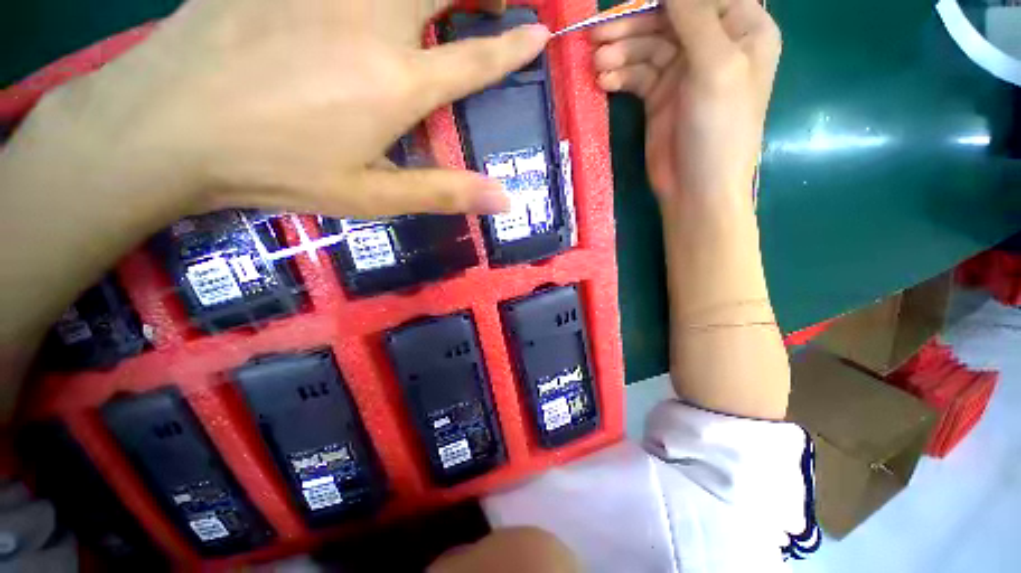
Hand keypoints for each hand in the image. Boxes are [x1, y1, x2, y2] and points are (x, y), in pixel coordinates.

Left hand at [46, 0, 546, 219]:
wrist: (170, 125)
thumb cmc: (278, 169)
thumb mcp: (372, 197)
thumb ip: (444, 193)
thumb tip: (505, 201)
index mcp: (399, 83)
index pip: (476, 57)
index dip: (513, 47)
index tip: (539, 31)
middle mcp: (373, 20)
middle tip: (494, 1)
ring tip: (441, 2)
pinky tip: (362, 7)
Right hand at [591, 0, 779, 208]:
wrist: (696, 189)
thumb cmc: (719, 128)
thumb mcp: (715, 66)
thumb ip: (694, 17)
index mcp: (742, 28)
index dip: (662, 0)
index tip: (629, 4)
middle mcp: (712, 44)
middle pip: (666, 19)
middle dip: (630, 27)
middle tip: (595, 35)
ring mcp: (682, 72)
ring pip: (646, 48)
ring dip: (619, 54)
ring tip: (597, 64)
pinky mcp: (658, 97)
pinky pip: (635, 76)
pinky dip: (619, 76)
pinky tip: (603, 82)